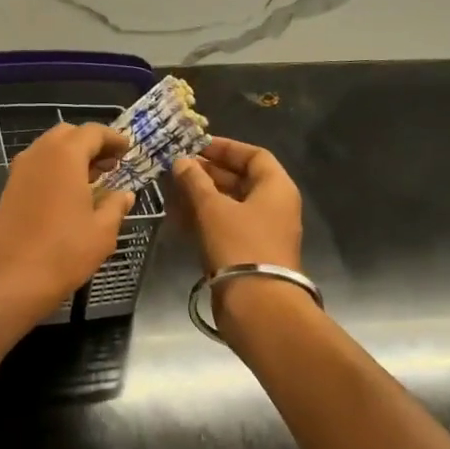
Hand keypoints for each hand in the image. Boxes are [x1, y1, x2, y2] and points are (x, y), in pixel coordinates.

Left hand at [0, 122, 133, 327]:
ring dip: (72, 157)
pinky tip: (70, 196)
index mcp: (65, 155)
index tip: (128, 149)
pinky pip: (37, 168)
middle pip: (67, 135)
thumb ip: (115, 206)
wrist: (7, 280)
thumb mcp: (102, 232)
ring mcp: (19, 172)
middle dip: (91, 144)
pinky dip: (56, 171)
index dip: (113, 139)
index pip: (93, 132)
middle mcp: (38, 155)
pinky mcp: (8, 191)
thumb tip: (124, 194)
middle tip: (111, 164)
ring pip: (49, 150)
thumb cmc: (62, 253)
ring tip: (94, 180)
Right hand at [172, 137, 303, 273]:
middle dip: (209, 173)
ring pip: (231, 204)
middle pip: (242, 179)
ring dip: (203, 196)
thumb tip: (181, 161)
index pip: (254, 155)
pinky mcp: (249, 253)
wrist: (256, 302)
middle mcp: (274, 206)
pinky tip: (180, 217)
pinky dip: (206, 218)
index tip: (196, 146)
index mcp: (276, 188)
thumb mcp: (212, 208)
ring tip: (173, 191)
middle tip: (178, 169)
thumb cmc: (238, 245)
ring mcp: (263, 231)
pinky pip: (227, 225)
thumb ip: (195, 181)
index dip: (225, 148)